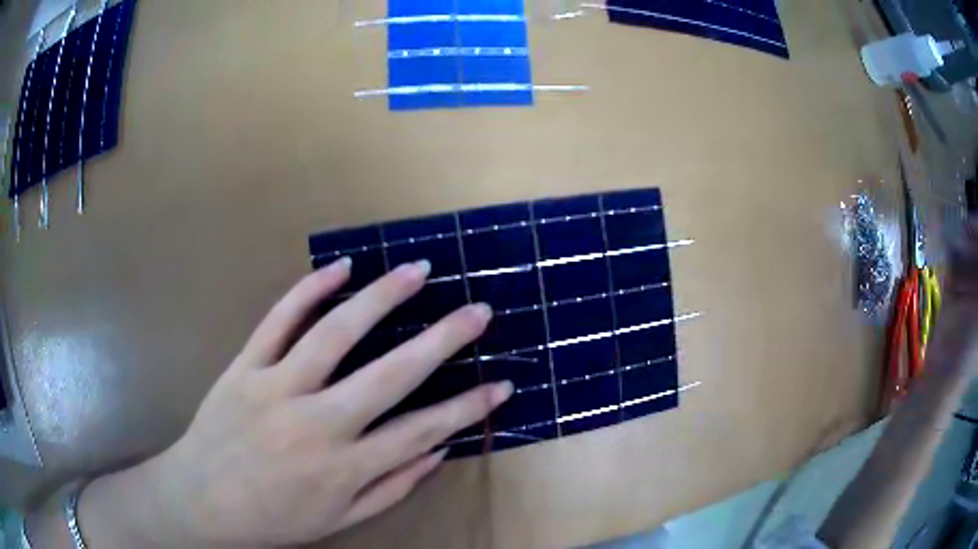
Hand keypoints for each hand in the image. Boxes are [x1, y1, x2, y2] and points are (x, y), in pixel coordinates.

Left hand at [78, 258, 512, 547]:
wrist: (202, 501)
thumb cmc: (274, 518)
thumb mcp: (340, 521)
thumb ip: (392, 488)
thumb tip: (439, 452)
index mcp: (344, 468)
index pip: (422, 432)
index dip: (467, 408)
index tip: (500, 383)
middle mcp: (316, 423)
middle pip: (390, 374)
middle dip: (442, 340)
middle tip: (477, 310)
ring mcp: (276, 387)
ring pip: (335, 333)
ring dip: (381, 298)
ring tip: (417, 270)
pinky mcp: (245, 366)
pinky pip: (278, 320)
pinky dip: (309, 289)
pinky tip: (341, 267)